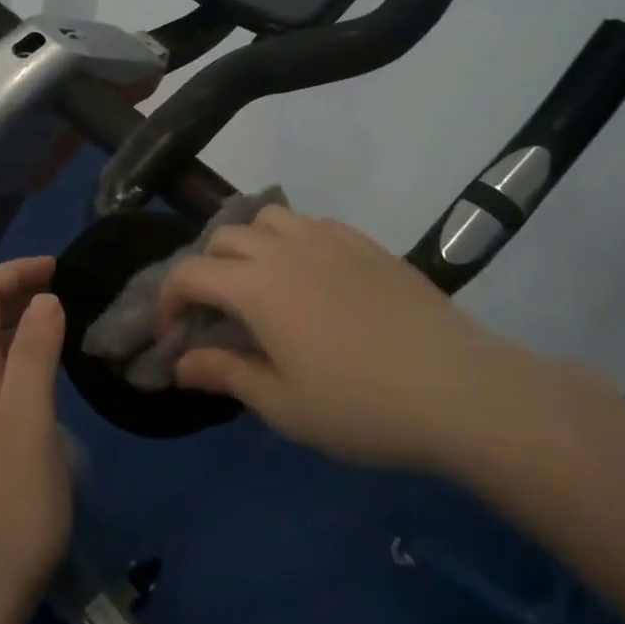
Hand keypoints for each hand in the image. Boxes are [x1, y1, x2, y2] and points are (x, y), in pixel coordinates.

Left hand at [0, 257, 71, 623]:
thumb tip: (43, 299)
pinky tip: (46, 381)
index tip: (58, 268)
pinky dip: (19, 359)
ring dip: (18, 324)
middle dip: (16, 291)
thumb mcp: (29, 423)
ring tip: (62, 325)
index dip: (13, 271)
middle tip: (66, 291)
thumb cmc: (8, 510)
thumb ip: (32, 355)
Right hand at [160, 207, 562, 469]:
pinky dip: (292, 240)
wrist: (456, 388)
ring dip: (248, 244)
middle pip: (224, 238)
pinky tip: (310, 276)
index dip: (168, 299)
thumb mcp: (282, 404)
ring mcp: (330, 239)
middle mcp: (286, 249)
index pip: (190, 273)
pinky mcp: (366, 243)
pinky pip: (312, 223)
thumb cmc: (359, 405)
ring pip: (269, 218)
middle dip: (205, 269)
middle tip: (215, 312)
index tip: (171, 331)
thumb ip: (225, 374)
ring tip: (259, 283)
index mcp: (256, 286)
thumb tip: (180, 364)